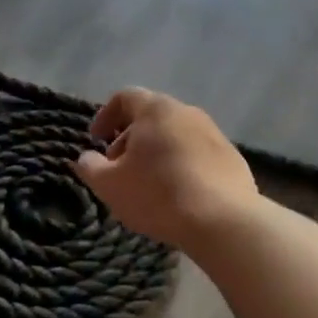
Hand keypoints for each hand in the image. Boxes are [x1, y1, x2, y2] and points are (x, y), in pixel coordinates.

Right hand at [72, 88, 257, 250]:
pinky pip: (197, 154)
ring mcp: (214, 134)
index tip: (96, 141)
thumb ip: (90, 167)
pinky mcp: (232, 158)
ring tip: (147, 184)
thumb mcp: (110, 185)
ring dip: (156, 153)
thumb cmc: (158, 195)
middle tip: (118, 168)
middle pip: (151, 116)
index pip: (124, 97)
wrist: (223, 221)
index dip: (105, 116)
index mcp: (156, 109)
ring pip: (175, 136)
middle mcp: (187, 112)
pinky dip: (181, 166)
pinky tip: (178, 195)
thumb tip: (85, 158)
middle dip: (129, 139)